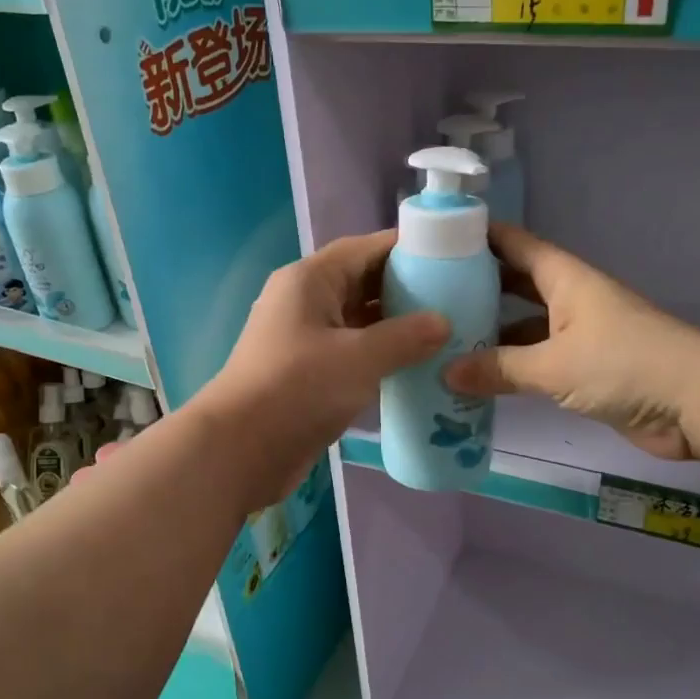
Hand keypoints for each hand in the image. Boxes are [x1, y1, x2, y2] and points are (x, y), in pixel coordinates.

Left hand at [197, 232, 448, 504]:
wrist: (241, 450)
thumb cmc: (298, 389)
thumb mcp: (359, 358)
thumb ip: (406, 336)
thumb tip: (443, 322)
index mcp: (310, 280)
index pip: (366, 248)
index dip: (409, 249)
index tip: (453, 257)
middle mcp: (306, 301)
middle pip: (364, 282)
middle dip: (408, 288)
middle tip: (459, 297)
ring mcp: (305, 337)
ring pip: (360, 320)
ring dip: (397, 325)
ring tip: (447, 330)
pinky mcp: (309, 371)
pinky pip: (353, 351)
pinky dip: (382, 354)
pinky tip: (417, 365)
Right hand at [444, 225, 699, 461]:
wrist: (698, 405)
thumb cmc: (626, 365)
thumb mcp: (555, 365)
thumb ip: (499, 369)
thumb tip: (445, 373)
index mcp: (566, 279)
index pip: (515, 244)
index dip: (478, 236)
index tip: (434, 239)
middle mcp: (570, 299)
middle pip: (515, 284)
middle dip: (476, 287)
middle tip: (426, 297)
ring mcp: (579, 335)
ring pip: (524, 326)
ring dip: (490, 333)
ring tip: (441, 340)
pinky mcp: (587, 370)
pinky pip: (537, 361)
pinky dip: (511, 367)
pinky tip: (478, 378)